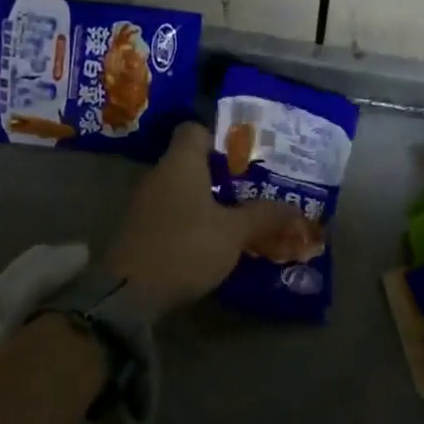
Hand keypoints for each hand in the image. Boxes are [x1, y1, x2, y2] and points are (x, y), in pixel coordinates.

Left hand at [104, 121, 307, 310]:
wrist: (128, 294)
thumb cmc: (185, 247)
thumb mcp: (233, 232)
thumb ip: (264, 215)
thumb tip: (295, 209)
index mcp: (181, 162)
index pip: (196, 129)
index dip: (221, 137)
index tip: (247, 156)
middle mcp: (160, 175)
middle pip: (193, 162)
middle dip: (224, 174)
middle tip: (256, 187)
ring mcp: (146, 204)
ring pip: (184, 190)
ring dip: (210, 200)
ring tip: (243, 215)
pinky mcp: (141, 231)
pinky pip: (174, 214)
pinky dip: (194, 221)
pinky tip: (216, 240)